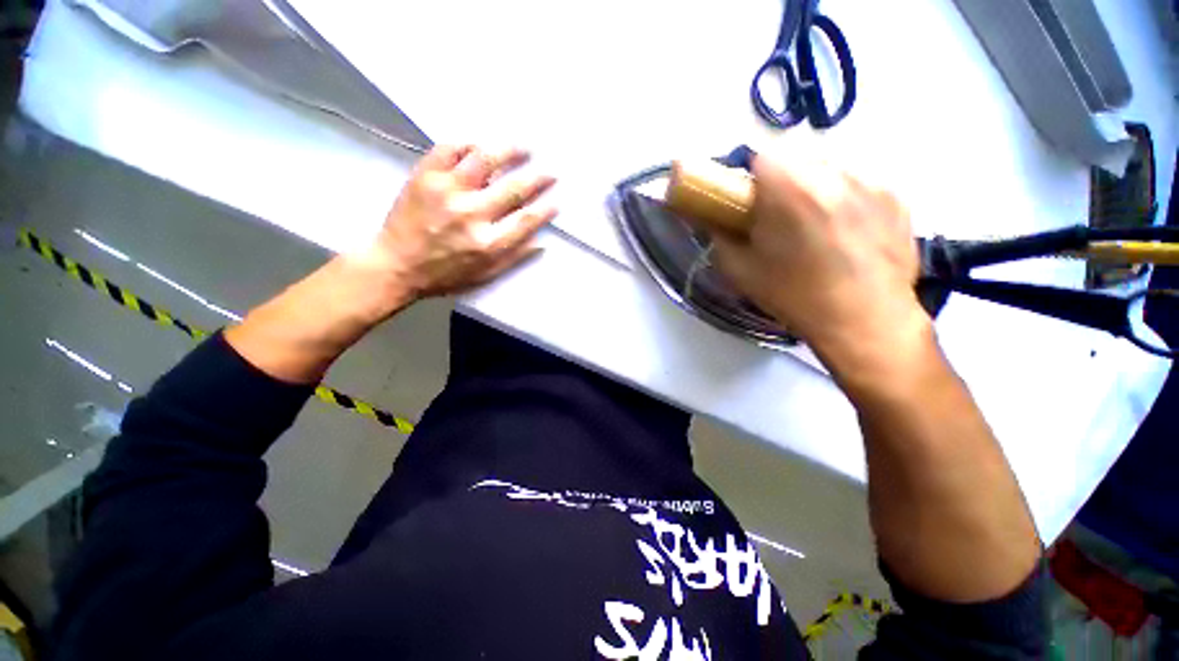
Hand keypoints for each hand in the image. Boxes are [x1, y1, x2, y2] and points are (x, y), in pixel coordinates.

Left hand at [350, 144, 557, 314]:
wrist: (395, 266)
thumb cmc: (445, 276)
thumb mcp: (485, 275)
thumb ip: (514, 258)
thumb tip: (541, 241)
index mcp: (488, 244)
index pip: (527, 220)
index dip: (546, 208)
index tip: (557, 199)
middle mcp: (472, 215)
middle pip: (514, 189)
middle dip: (538, 178)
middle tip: (551, 171)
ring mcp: (447, 192)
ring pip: (484, 159)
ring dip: (509, 150)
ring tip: (523, 147)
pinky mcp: (425, 176)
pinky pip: (449, 148)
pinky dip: (468, 143)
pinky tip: (480, 145)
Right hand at [711, 153, 928, 372]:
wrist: (863, 321)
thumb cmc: (793, 296)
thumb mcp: (739, 270)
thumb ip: (719, 235)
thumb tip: (711, 217)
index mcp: (790, 189)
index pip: (760, 157)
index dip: (749, 182)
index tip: (749, 207)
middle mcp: (834, 172)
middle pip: (795, 162)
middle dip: (781, 185)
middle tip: (780, 223)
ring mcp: (872, 181)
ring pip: (828, 172)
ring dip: (814, 191)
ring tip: (816, 231)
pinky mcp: (897, 197)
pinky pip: (858, 187)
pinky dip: (845, 202)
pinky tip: (846, 236)